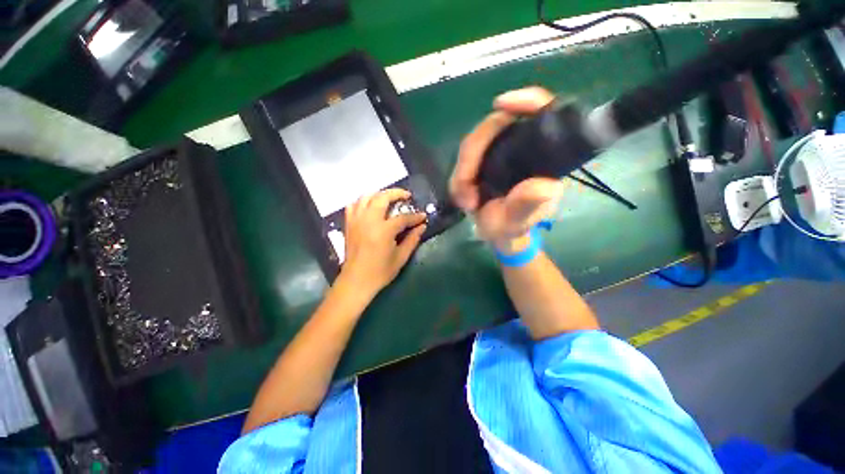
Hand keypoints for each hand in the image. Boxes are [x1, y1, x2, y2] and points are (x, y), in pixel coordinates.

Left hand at [337, 188, 426, 297]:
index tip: (423, 216)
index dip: (415, 217)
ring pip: (366, 197)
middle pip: (382, 197)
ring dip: (379, 194)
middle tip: (406, 196)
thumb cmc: (380, 272)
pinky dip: (363, 201)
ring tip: (389, 198)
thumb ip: (412, 239)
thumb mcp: (401, 257)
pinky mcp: (349, 224)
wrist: (356, 281)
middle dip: (397, 193)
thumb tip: (422, 227)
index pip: (403, 218)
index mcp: (383, 230)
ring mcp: (356, 220)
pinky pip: (353, 205)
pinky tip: (370, 206)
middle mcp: (368, 220)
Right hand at [450, 87, 563, 252]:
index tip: (502, 104)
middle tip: (467, 192)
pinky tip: (462, 196)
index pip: (541, 113)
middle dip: (473, 156)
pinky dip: (458, 177)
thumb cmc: (513, 226)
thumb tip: (542, 186)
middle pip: (494, 126)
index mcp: (542, 156)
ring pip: (473, 143)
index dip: (526, 100)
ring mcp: (498, 152)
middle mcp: (521, 147)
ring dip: (463, 171)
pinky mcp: (481, 161)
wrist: (497, 233)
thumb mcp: (520, 220)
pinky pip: (463, 159)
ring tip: (465, 201)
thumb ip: (528, 206)